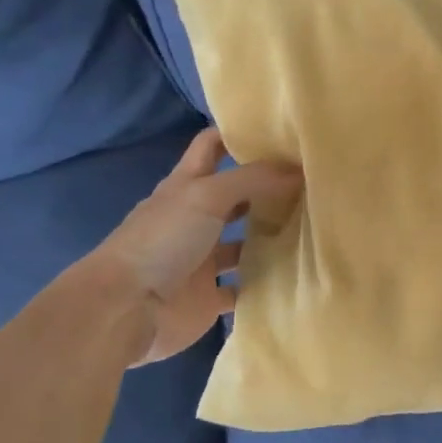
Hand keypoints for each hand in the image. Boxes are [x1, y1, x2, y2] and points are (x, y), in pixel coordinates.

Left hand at [94, 128, 302, 364]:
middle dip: (267, 189)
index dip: (238, 135)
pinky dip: (263, 283)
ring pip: (243, 243)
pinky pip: (243, 288)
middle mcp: (194, 219)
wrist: (127, 310)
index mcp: (186, 187)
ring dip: (270, 237)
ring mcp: (201, 260)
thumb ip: (254, 179)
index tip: (280, 132)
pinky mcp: (208, 297)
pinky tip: (295, 274)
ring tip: (314, 228)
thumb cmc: (163, 240)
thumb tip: (300, 169)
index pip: (211, 147)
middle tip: (312, 182)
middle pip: (235, 196)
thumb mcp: (208, 195)